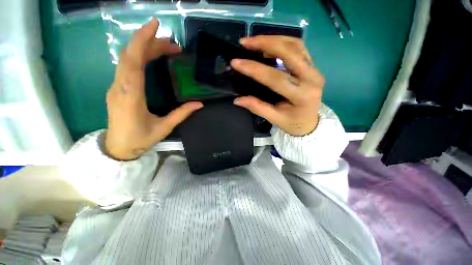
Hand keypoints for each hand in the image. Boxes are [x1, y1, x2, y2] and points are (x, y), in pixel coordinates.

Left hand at [105, 19, 202, 159]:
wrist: (118, 147)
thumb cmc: (140, 139)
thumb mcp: (164, 127)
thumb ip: (182, 113)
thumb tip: (199, 104)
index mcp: (131, 96)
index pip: (134, 61)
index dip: (143, 41)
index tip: (156, 26)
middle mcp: (121, 86)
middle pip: (131, 56)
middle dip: (150, 43)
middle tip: (173, 43)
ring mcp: (117, 86)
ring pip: (127, 59)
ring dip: (145, 49)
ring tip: (166, 47)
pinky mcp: (118, 88)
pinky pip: (126, 66)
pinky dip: (139, 57)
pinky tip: (152, 57)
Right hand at [231, 36, 324, 135]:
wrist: (310, 123)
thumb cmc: (292, 123)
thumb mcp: (274, 118)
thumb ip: (257, 107)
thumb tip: (237, 100)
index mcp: (302, 95)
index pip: (275, 78)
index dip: (254, 69)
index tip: (236, 62)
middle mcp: (312, 78)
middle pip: (289, 52)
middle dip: (265, 43)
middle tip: (245, 42)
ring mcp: (314, 70)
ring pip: (295, 45)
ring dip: (274, 39)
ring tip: (255, 41)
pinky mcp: (313, 66)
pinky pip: (299, 48)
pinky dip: (283, 43)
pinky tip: (269, 45)